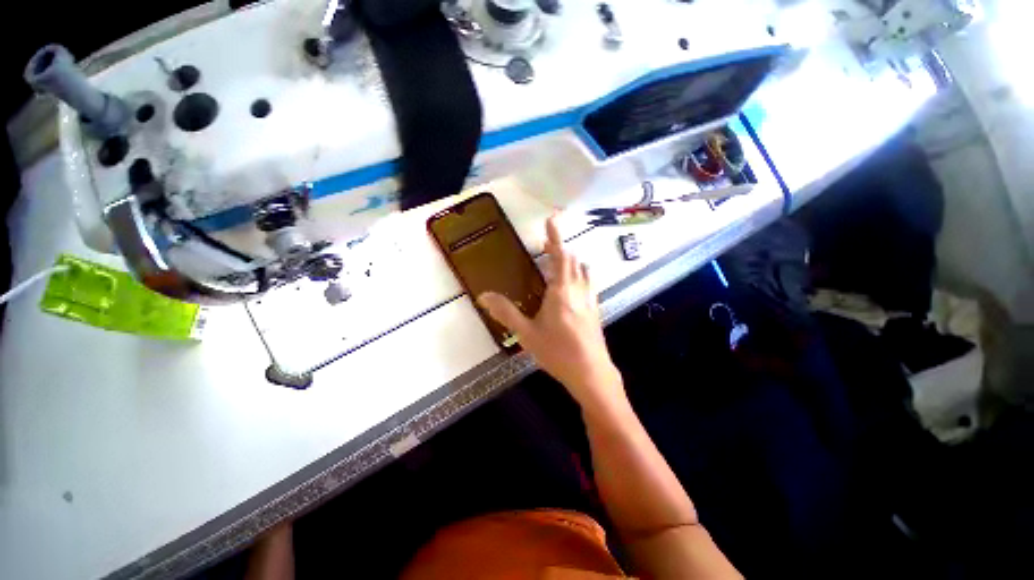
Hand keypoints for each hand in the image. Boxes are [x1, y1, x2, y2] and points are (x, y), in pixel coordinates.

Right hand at [478, 217, 624, 413]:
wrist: (591, 373)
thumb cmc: (557, 352)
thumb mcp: (527, 333)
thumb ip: (506, 312)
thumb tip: (484, 296)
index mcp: (561, 291)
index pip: (559, 256)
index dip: (555, 237)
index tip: (552, 219)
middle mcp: (578, 290)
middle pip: (573, 261)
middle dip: (560, 249)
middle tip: (546, 246)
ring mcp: (590, 300)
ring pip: (584, 271)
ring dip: (572, 262)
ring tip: (560, 262)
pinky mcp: (595, 310)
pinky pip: (589, 284)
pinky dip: (581, 276)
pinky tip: (574, 287)